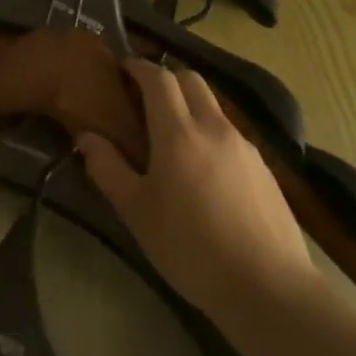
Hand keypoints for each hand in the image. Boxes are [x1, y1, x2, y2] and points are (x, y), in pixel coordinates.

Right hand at [77, 59, 319, 326]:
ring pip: (213, 105)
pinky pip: (229, 132)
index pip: (158, 78)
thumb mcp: (137, 212)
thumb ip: (107, 169)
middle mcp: (214, 127)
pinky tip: (202, 168)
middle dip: (165, 78)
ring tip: (170, 135)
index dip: (138, 67)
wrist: (270, 289)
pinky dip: (209, 131)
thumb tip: (85, 137)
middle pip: (190, 79)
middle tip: (142, 98)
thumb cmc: (191, 248)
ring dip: (189, 104)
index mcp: (179, 132)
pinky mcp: (264, 168)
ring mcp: (244, 146)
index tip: (121, 68)